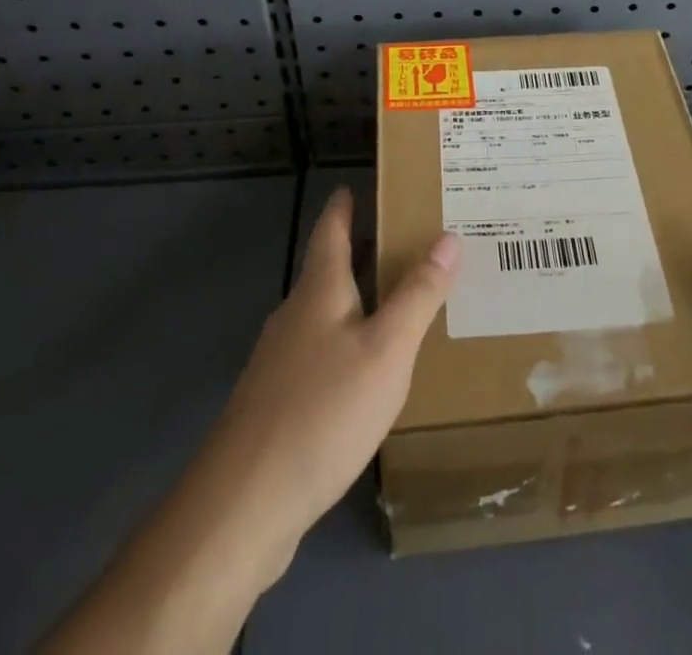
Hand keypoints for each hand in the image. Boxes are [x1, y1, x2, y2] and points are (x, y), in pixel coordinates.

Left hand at [210, 185, 460, 557]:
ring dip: (355, 302)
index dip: (343, 206)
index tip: (355, 185)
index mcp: (319, 292)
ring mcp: (279, 363)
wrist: (242, 506)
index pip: (330, 230)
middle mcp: (294, 316)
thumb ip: (418, 294)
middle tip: (404, 244)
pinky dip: (346, 345)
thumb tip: (449, 236)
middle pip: (327, 271)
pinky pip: (318, 355)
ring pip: (324, 316)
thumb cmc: (322, 412)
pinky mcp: (275, 404)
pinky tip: (365, 374)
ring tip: (395, 304)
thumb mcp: (386, 350)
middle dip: (359, 253)